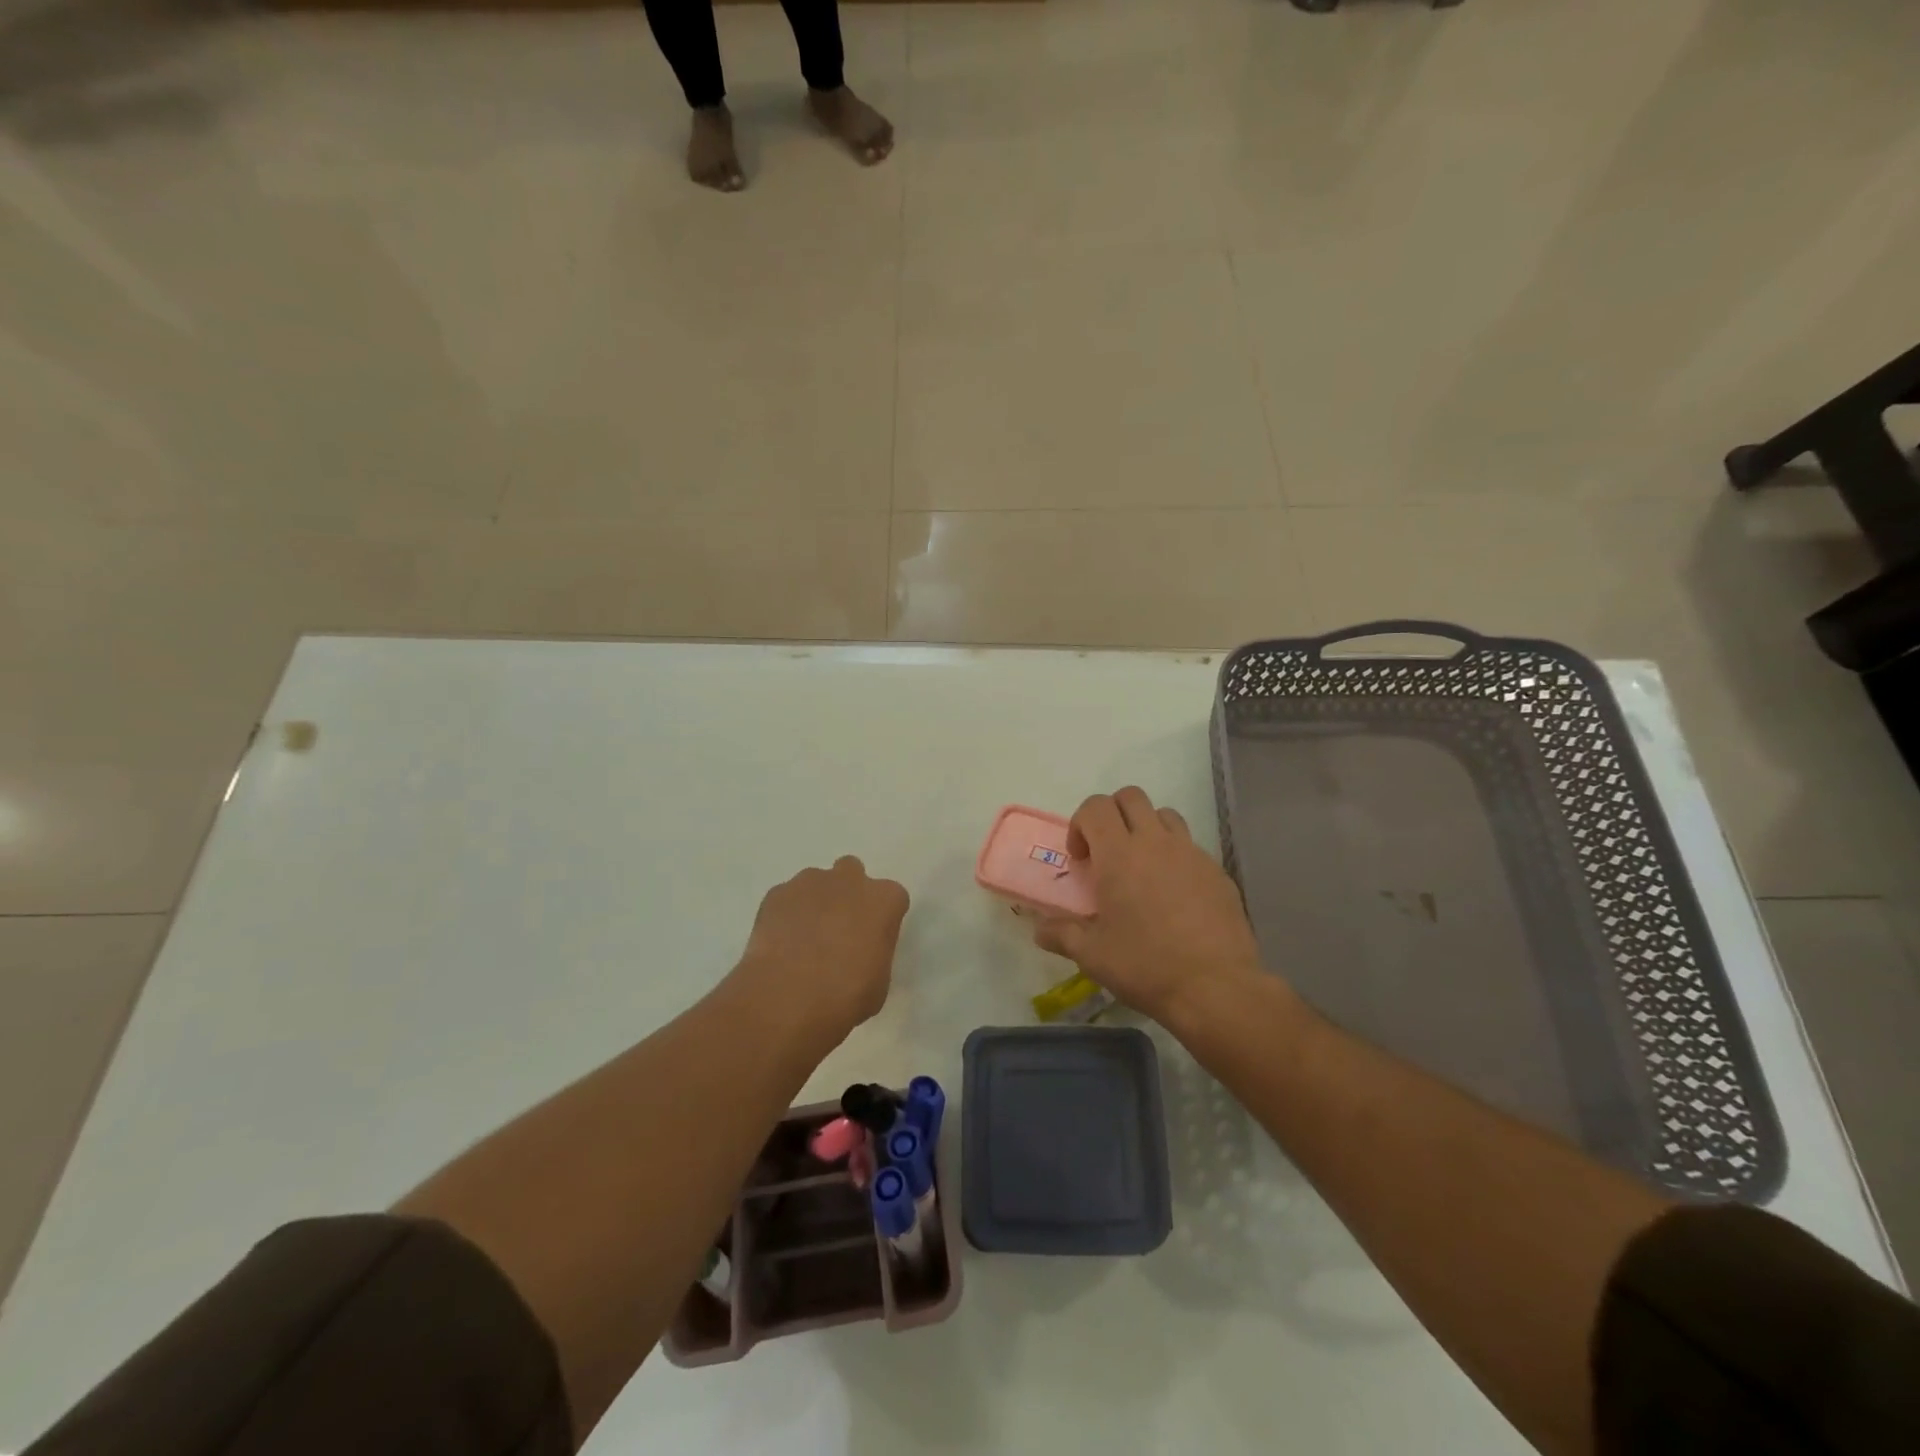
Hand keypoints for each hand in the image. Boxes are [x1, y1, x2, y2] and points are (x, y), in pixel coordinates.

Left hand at [734, 856, 909, 1042]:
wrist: (787, 999)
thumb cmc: (846, 996)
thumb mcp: (879, 982)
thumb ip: (874, 953)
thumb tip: (861, 953)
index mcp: (884, 900)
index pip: (892, 897)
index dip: (881, 919)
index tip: (872, 941)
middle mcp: (849, 880)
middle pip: (852, 873)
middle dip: (847, 894)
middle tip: (838, 930)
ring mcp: (809, 882)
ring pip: (816, 883)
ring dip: (815, 903)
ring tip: (803, 940)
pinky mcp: (777, 893)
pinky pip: (786, 898)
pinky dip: (786, 914)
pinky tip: (780, 944)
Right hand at [1034, 787, 1264, 1025]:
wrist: (1216, 988)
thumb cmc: (1145, 965)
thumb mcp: (1092, 954)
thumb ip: (1061, 934)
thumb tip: (1039, 930)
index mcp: (1119, 854)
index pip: (1095, 806)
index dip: (1080, 824)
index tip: (1081, 859)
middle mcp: (1156, 842)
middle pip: (1130, 797)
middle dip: (1112, 814)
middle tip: (1107, 853)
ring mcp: (1191, 853)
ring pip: (1164, 815)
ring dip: (1146, 829)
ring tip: (1142, 868)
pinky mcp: (1218, 872)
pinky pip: (1191, 847)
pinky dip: (1175, 857)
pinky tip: (1174, 897)